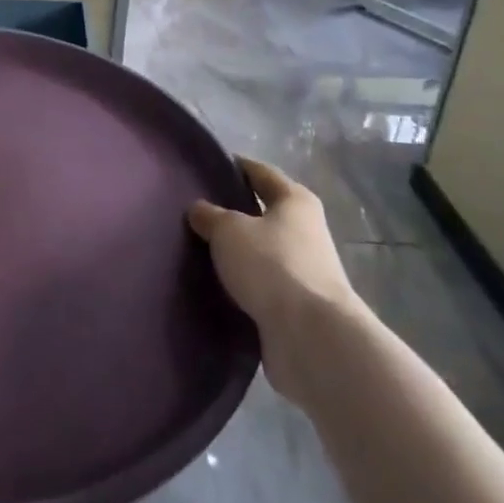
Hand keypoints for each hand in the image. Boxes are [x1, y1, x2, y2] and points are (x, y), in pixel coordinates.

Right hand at [188, 157, 359, 387]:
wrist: (311, 336)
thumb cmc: (272, 265)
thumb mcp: (229, 231)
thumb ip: (210, 215)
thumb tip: (199, 209)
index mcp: (295, 200)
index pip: (259, 172)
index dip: (233, 166)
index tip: (203, 167)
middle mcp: (305, 230)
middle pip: (262, 212)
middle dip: (231, 212)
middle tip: (192, 212)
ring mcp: (303, 269)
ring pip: (260, 250)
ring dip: (236, 252)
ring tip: (196, 250)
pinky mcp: (296, 304)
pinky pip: (261, 284)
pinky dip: (241, 283)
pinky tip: (214, 284)